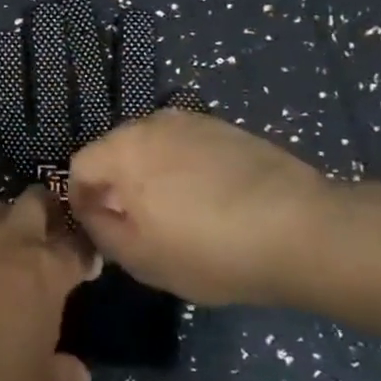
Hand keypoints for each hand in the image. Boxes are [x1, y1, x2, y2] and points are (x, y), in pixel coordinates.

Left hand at [0, 188, 92, 380]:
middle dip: (46, 207)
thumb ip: (60, 372)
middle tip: (47, 227)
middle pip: (35, 202)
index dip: (85, 252)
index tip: (86, 262)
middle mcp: (10, 241)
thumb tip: (79, 371)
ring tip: (3, 246)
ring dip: (4, 222)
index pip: (77, 247)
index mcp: (46, 271)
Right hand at [67, 108, 336, 305]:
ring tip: (179, 214)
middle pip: (115, 151)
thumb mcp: (141, 259)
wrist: (301, 229)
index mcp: (123, 150)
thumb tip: (92, 211)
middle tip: (139, 225)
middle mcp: (151, 123)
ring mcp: (192, 121)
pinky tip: (211, 201)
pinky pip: (187, 147)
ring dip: (152, 175)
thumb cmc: (210, 250)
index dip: (82, 200)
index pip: (79, 166)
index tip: (102, 231)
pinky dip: (185, 169)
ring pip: (152, 147)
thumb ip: (101, 231)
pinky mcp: (226, 128)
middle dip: (117, 184)